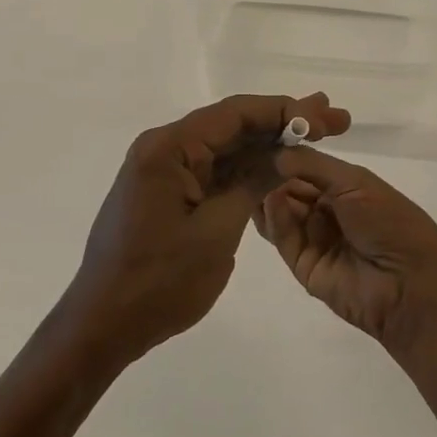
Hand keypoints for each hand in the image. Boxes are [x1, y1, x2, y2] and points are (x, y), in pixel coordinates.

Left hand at [59, 93, 350, 373]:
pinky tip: (279, 165)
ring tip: (318, 134)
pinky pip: (213, 170)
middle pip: (232, 125)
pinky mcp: (167, 192)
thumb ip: (253, 184)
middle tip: (334, 120)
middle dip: (283, 123)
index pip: (235, 113)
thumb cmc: (159, 281)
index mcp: (168, 148)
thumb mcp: (217, 232)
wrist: (102, 325)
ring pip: (225, 147)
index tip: (324, 117)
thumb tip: (288, 152)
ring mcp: (164, 170)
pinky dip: (246, 169)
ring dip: (268, 144)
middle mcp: (163, 148)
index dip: (284, 111)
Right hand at [255, 146, 436, 355]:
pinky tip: (269, 199)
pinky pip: (283, 237)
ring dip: (268, 193)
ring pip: (280, 212)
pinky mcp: (302, 265)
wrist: (410, 284)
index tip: (258, 137)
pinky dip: (274, 218)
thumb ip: (312, 165)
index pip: (305, 166)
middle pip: (288, 188)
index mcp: (344, 187)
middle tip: (246, 156)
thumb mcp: (355, 182)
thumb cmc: (390, 222)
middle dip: (270, 173)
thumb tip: (274, 152)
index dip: (285, 154)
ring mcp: (313, 238)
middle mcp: (326, 210)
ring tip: (250, 174)